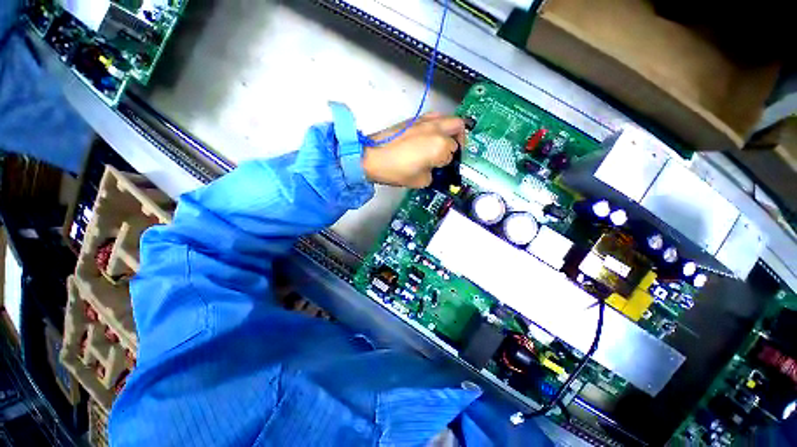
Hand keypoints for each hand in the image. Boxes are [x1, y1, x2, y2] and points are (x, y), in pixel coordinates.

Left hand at [362, 113, 465, 187]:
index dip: (449, 163)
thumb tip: (433, 168)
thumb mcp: (420, 181)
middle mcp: (436, 128)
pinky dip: (437, 127)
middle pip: (459, 126)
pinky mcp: (413, 119)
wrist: (371, 157)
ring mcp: (424, 121)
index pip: (453, 153)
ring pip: (447, 118)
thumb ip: (433, 174)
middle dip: (460, 140)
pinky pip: (433, 118)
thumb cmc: (396, 171)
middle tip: (454, 151)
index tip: (443, 169)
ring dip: (450, 130)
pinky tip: (429, 139)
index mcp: (440, 145)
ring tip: (443, 143)